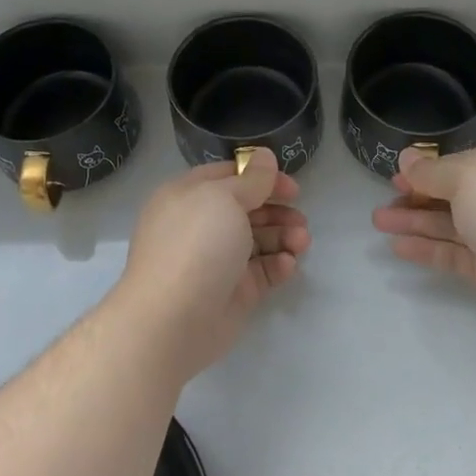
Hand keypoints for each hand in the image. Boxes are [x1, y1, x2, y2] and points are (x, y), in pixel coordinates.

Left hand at [113, 154, 309, 380]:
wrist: (173, 319)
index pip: (228, 177)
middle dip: (277, 211)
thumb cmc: (196, 246)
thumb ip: (252, 180)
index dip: (261, 178)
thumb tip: (265, 157)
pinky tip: (287, 265)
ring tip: (302, 242)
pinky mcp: (231, 292)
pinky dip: (276, 265)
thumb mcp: (225, 199)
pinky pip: (260, 272)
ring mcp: (216, 261)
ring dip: (283, 237)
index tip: (291, 186)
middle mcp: (200, 226)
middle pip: (247, 209)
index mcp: (188, 197)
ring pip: (257, 241)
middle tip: (301, 218)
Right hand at [372, 146, 475, 332]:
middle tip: (384, 203)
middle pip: (456, 194)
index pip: (466, 163)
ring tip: (378, 222)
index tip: (397, 176)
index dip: (430, 169)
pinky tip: (398, 247)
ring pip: (452, 225)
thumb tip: (407, 158)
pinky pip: (456, 253)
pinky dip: (428, 248)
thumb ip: (432, 171)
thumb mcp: (468, 178)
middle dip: (417, 197)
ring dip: (416, 222)